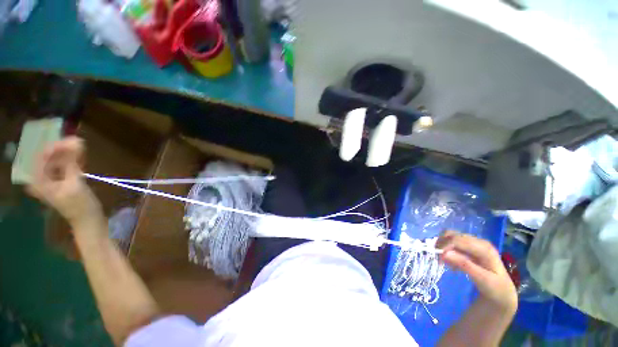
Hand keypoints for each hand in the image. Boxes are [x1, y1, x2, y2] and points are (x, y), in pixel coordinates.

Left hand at [27, 137, 102, 228]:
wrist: (88, 220)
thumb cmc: (79, 205)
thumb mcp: (74, 183)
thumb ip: (72, 162)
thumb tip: (76, 141)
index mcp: (39, 181)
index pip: (42, 156)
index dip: (55, 146)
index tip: (71, 139)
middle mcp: (41, 178)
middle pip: (49, 158)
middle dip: (63, 149)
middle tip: (78, 141)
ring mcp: (51, 180)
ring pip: (57, 161)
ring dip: (68, 153)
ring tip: (81, 146)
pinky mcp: (61, 181)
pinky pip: (63, 166)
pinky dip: (71, 160)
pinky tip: (80, 155)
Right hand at [437, 231, 517, 313]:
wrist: (503, 293)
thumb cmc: (495, 288)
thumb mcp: (482, 280)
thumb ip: (464, 265)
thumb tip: (444, 253)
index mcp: (483, 247)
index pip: (458, 239)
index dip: (444, 245)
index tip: (437, 256)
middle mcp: (478, 242)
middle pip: (452, 235)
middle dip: (442, 244)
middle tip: (438, 259)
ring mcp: (473, 244)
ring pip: (450, 238)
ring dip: (443, 247)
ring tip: (443, 262)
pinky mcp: (469, 248)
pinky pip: (452, 244)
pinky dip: (447, 252)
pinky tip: (450, 264)